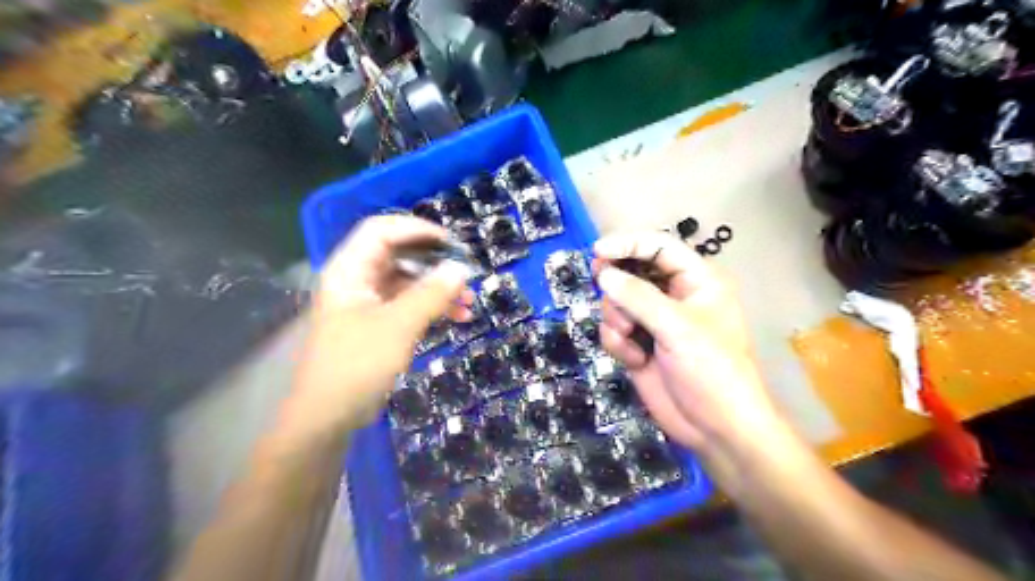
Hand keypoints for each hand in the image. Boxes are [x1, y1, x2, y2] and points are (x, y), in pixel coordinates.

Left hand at [286, 216, 470, 439]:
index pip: (382, 230)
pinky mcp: (376, 324)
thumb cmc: (357, 364)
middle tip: (466, 273)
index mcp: (350, 270)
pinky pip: (407, 304)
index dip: (417, 229)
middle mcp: (357, 280)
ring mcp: (366, 303)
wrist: (328, 416)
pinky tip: (457, 317)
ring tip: (469, 301)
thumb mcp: (399, 326)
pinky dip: (431, 307)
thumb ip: (431, 294)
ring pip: (407, 282)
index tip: (451, 244)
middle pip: (398, 255)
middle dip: (435, 263)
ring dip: (438, 288)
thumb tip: (461, 268)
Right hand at [589, 232, 793, 466]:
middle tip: (606, 294)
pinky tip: (634, 360)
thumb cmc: (711, 369)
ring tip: (631, 338)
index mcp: (696, 281)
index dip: (628, 244)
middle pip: (631, 272)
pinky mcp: (638, 345)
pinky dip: (617, 342)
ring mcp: (653, 322)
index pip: (659, 247)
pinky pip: (613, 329)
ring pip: (616, 302)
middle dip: (618, 288)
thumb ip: (638, 297)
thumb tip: (603, 273)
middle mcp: (672, 296)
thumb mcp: (677, 328)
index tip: (598, 251)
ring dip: (616, 319)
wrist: (715, 428)